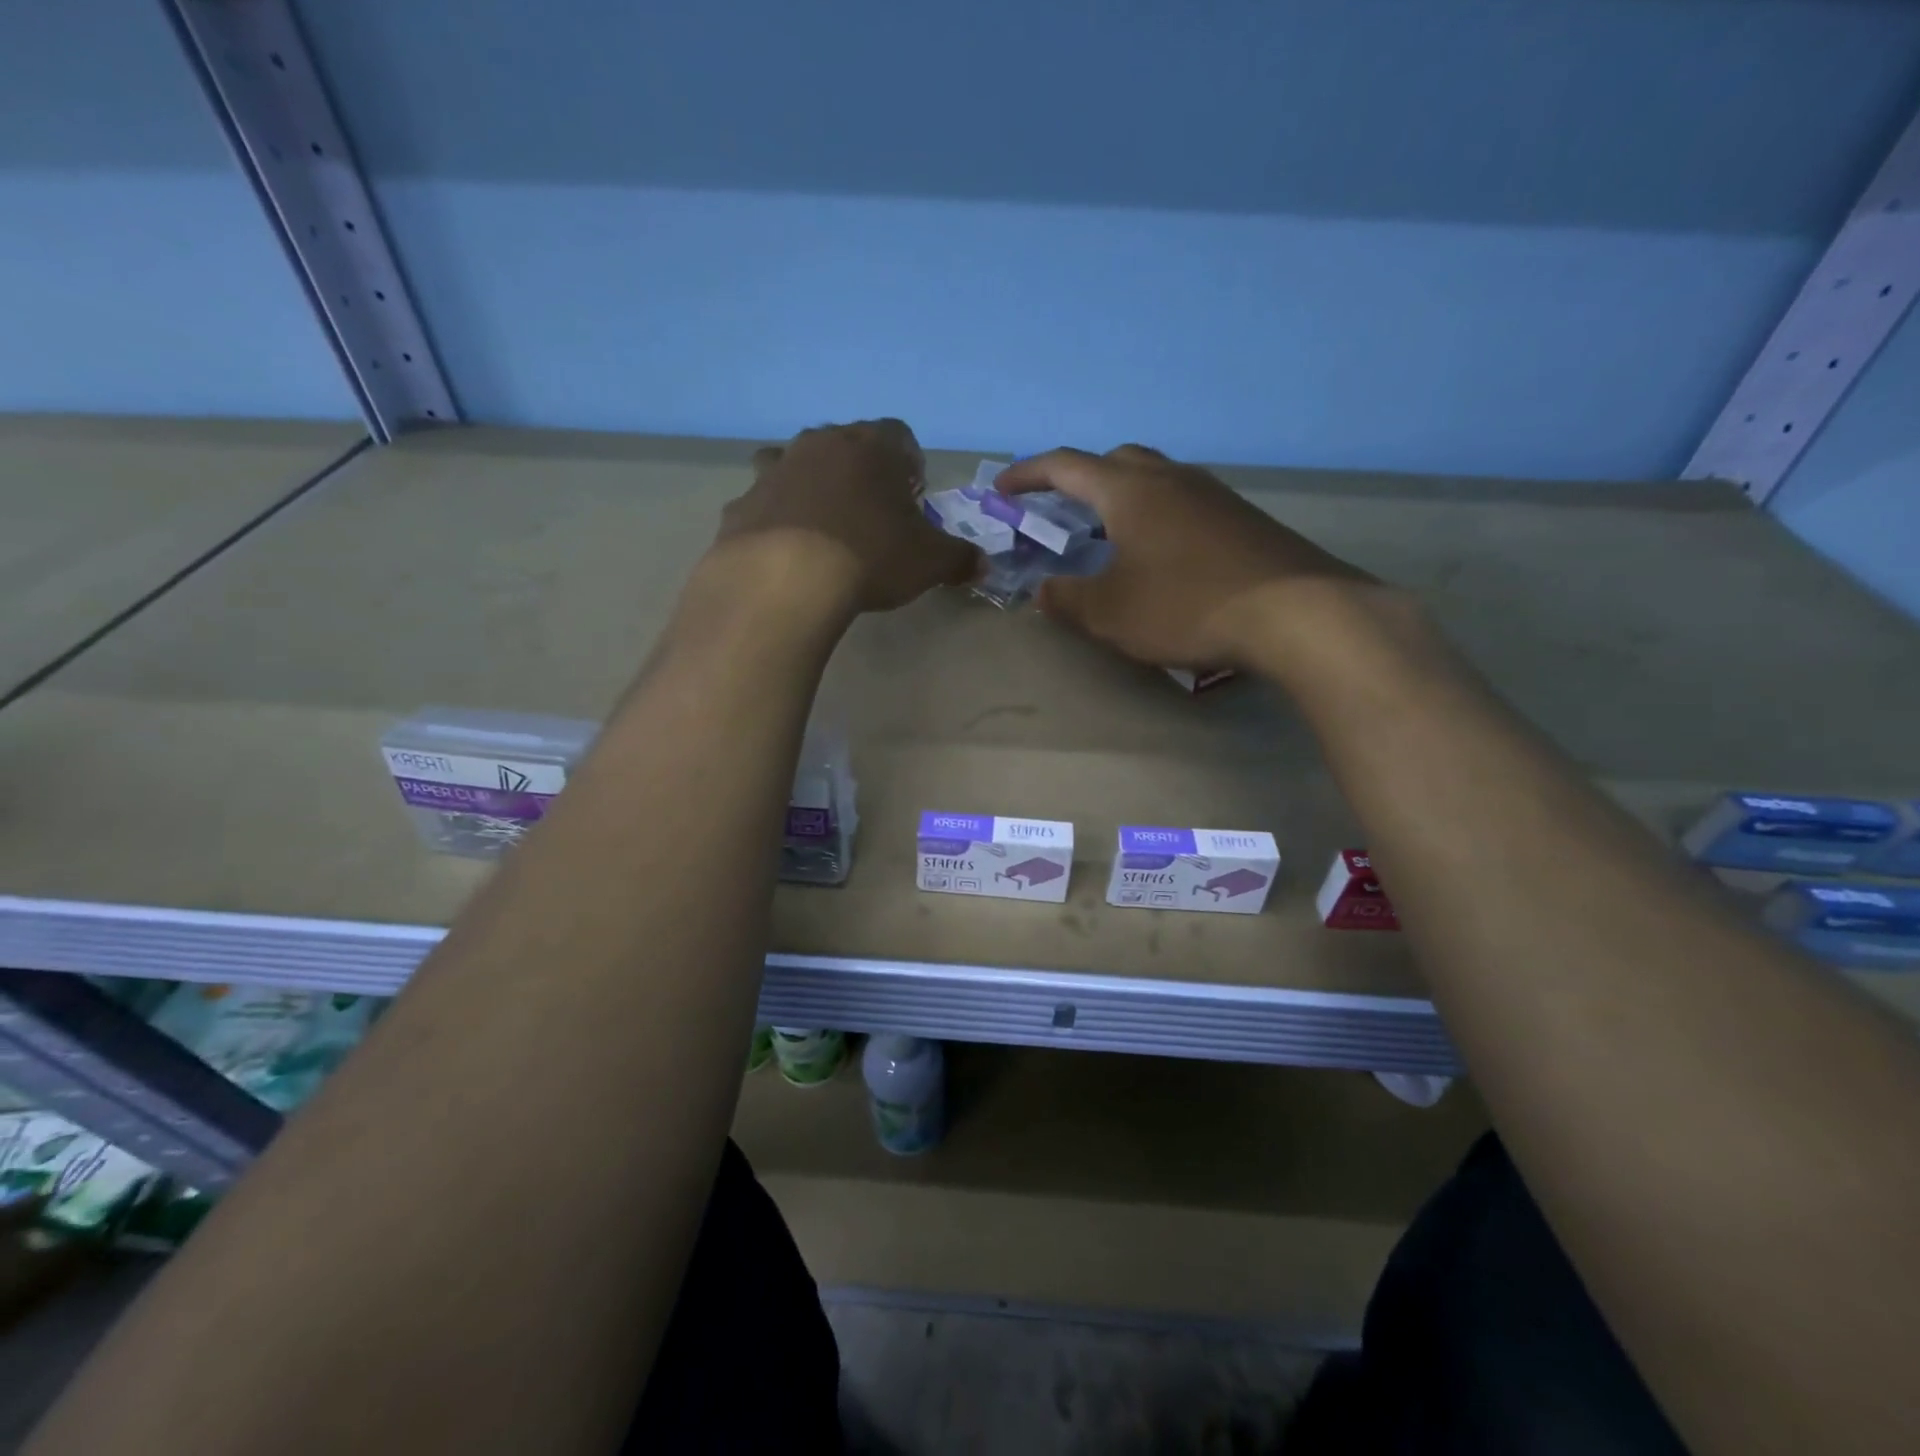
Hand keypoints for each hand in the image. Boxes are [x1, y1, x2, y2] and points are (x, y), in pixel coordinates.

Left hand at [715, 419, 980, 614]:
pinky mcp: (743, 502)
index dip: (909, 464)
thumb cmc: (870, 555)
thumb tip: (982, 564)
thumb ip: (959, 559)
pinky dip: (777, 518)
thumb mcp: (929, 562)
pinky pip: (766, 502)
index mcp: (872, 447)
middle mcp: (821, 444)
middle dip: (861, 472)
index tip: (912, 496)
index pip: (899, 435)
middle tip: (872, 513)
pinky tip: (787, 550)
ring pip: (797, 463)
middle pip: (846, 444)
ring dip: (812, 485)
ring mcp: (776, 470)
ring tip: (824, 526)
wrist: (786, 578)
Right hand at [995, 445, 1374, 669]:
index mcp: (1129, 491)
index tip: (1002, 488)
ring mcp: (1214, 495)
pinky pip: (1186, 504)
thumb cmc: (1187, 606)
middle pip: (1116, 460)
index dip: (1027, 474)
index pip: (1065, 466)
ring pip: (1156, 480)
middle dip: (1081, 479)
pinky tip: (1164, 559)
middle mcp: (1172, 479)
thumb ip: (1068, 599)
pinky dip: (1159, 518)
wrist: (1296, 614)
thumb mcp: (1111, 613)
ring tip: (1112, 539)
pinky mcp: (1244, 519)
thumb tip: (1044, 590)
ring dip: (1124, 499)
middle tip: (1064, 512)